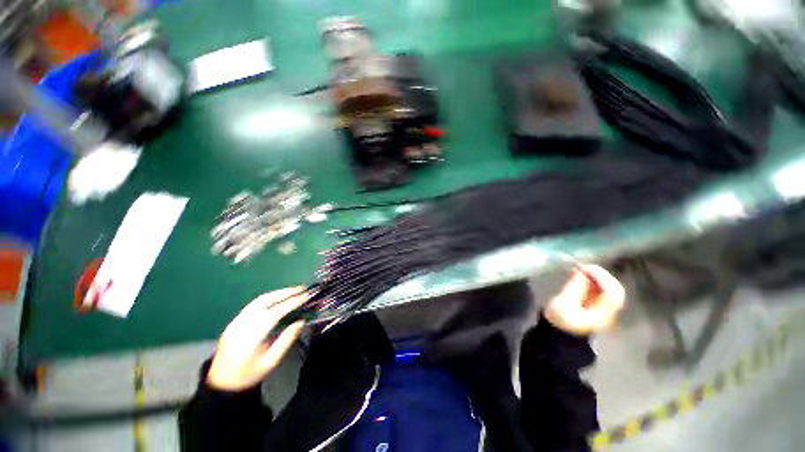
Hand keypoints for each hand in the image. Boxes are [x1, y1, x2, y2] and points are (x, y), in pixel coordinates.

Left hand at [207, 288, 306, 390]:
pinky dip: (270, 298)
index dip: (291, 303)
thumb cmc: (249, 374)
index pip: (274, 313)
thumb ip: (286, 340)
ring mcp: (236, 321)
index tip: (306, 297)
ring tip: (294, 291)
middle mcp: (241, 325)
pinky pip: (254, 304)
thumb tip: (301, 321)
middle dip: (285, 293)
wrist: (221, 382)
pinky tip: (279, 298)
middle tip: (303, 289)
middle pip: (265, 301)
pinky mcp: (235, 321)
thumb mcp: (271, 362)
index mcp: (251, 338)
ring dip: (278, 293)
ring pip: (259, 300)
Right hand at [545, 265, 625, 335]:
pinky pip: (605, 290)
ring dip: (599, 276)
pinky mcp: (600, 306)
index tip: (584, 268)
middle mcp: (609, 312)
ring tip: (583, 269)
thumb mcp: (563, 303)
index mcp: (602, 315)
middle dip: (601, 275)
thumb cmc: (559, 319)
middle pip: (616, 290)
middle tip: (584, 266)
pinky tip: (585, 275)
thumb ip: (574, 287)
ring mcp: (607, 309)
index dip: (601, 277)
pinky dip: (597, 280)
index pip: (612, 293)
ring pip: (612, 289)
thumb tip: (581, 271)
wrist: (560, 334)